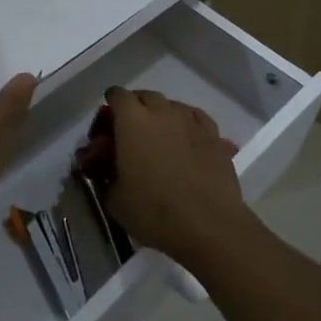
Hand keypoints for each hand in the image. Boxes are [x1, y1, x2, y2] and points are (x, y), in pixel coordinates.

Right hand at [103, 87, 252, 265]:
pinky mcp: (215, 135)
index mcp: (132, 121)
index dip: (110, 106)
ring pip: (172, 106)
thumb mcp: (114, 199)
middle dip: (136, 108)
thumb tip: (106, 170)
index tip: (107, 124)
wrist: (207, 225)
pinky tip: (186, 141)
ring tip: (160, 139)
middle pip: (145, 96)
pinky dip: (187, 124)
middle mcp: (162, 112)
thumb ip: (105, 176)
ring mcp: (192, 121)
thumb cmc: (153, 211)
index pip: (117, 96)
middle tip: (131, 132)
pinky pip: (196, 118)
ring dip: (162, 116)